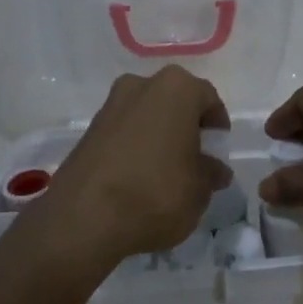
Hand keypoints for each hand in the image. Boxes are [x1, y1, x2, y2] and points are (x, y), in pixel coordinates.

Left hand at [39, 67, 231, 268]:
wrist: (84, 218)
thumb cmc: (157, 192)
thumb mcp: (200, 189)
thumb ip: (211, 174)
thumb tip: (215, 170)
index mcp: (177, 88)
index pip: (208, 98)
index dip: (217, 125)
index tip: (218, 150)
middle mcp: (141, 85)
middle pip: (174, 102)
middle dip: (186, 126)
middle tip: (195, 158)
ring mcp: (110, 106)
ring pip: (147, 116)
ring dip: (159, 136)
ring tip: (166, 172)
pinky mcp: (88, 131)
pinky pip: (124, 133)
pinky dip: (135, 148)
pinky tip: (139, 179)